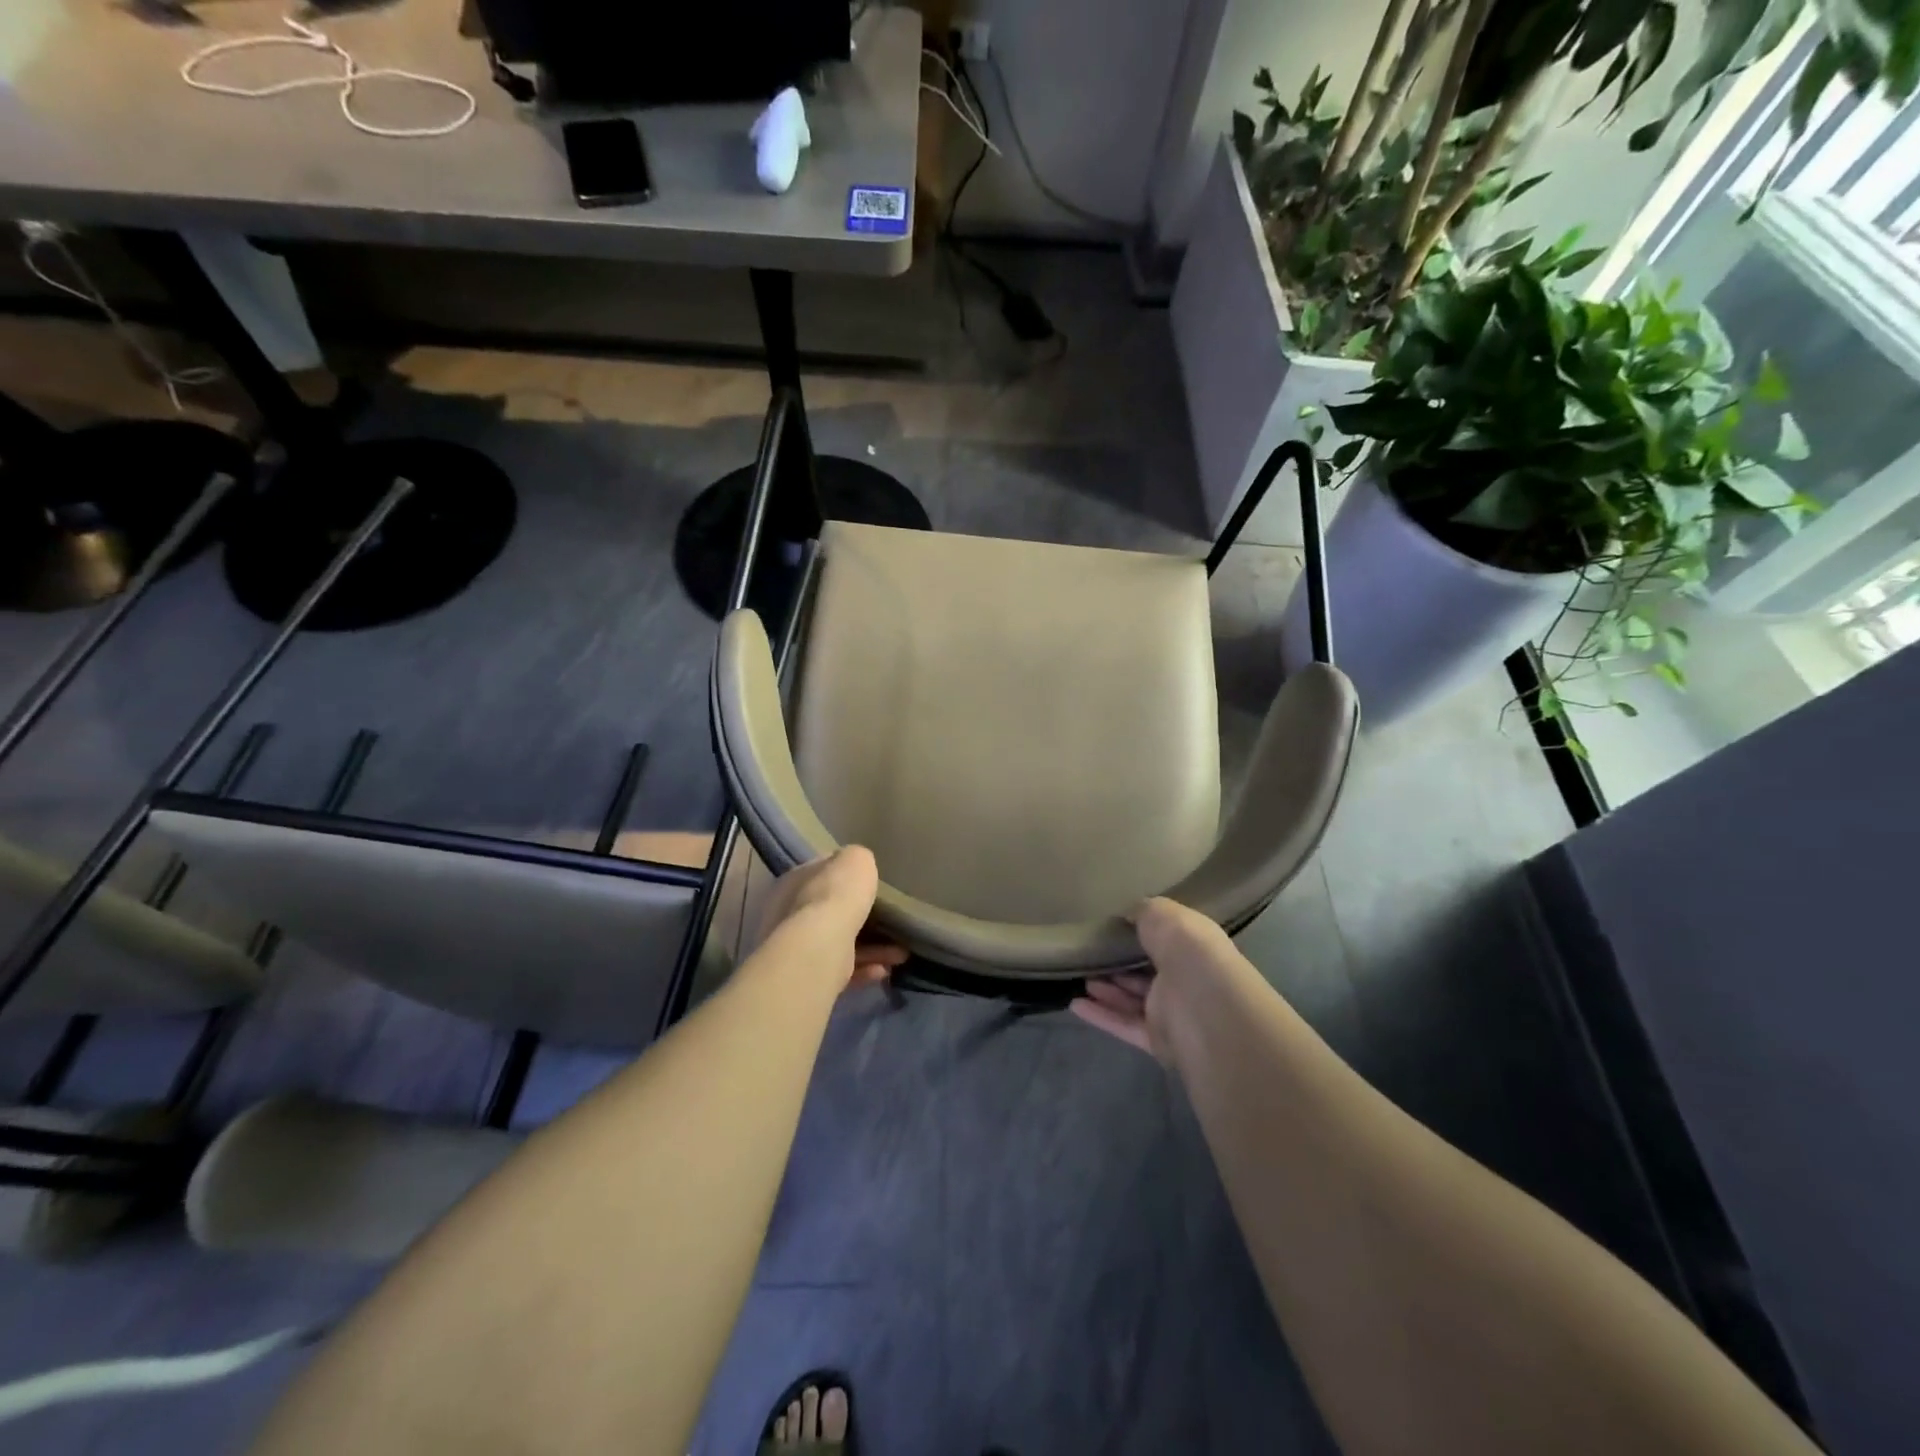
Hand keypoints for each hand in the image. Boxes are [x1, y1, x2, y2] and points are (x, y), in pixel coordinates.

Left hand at [753, 846, 907, 990]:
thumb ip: (858, 861)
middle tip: (891, 923)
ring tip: (900, 954)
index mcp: (795, 880)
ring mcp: (796, 947)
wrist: (818, 948)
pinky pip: (841, 969)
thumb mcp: (856, 860)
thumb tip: (858, 868)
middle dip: (863, 918)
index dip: (846, 877)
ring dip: (872, 948)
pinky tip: (885, 970)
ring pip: (840, 943)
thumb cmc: (835, 896)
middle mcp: (788, 913)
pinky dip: (864, 969)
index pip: (822, 873)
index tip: (872, 884)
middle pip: (831, 911)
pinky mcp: (807, 977)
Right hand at [1072, 898, 1236, 1061]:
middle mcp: (1185, 979)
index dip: (1142, 935)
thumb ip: (1142, 912)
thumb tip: (1128, 915)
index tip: (1113, 928)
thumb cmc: (1187, 950)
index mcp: (1193, 947)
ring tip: (1080, 976)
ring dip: (1107, 990)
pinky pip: (1124, 1025)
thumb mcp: (1162, 913)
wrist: (1203, 1006)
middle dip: (1121, 964)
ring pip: (1134, 1000)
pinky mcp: (1158, 1040)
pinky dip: (1100, 1015)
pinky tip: (1074, 1004)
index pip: (1167, 940)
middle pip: (1148, 972)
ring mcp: (1172, 1012)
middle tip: (1090, 954)